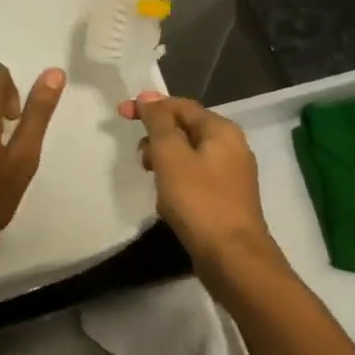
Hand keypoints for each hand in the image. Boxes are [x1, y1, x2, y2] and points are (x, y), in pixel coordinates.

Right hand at [120, 91, 278, 273]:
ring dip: (164, 162)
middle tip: (141, 159)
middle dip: (157, 138)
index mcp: (221, 130)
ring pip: (188, 156)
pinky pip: (195, 178)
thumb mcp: (171, 155)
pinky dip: (176, 182)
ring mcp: (231, 174)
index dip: (149, 107)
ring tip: (153, 182)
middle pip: (185, 129)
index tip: (121, 115)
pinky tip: (167, 202)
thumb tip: (148, 97)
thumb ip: (158, 123)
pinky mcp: (226, 199)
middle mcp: (231, 147)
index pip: (180, 106)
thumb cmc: (199, 201)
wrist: (232, 258)